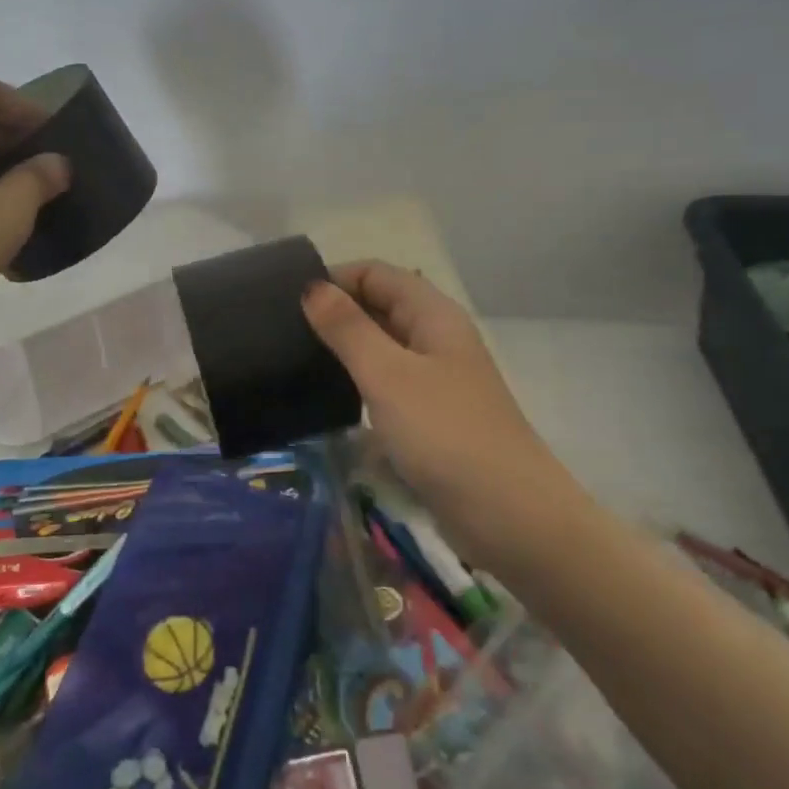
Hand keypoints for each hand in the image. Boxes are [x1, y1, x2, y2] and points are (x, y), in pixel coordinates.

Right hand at [304, 262, 576, 557]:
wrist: (507, 514)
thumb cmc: (445, 433)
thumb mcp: (389, 375)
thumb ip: (348, 329)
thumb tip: (312, 288)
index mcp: (433, 315)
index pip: (377, 273)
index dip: (335, 277)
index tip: (287, 300)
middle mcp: (436, 338)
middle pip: (381, 305)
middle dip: (336, 311)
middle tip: (281, 331)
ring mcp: (435, 378)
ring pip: (382, 346)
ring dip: (345, 347)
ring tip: (295, 359)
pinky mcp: (430, 415)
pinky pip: (388, 383)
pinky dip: (359, 381)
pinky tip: (329, 396)